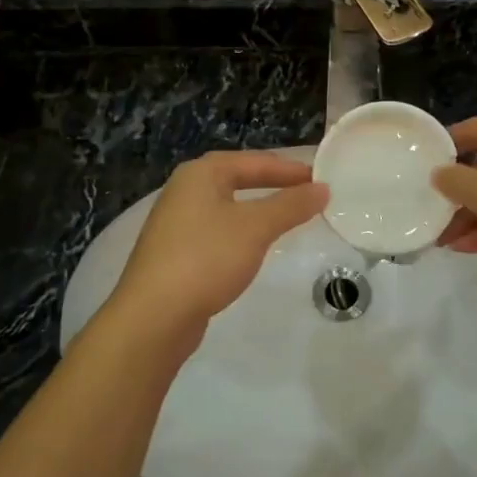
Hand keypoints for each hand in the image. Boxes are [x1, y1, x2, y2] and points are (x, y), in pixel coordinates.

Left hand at [107, 151, 326, 350]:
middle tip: (305, 192)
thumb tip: (322, 189)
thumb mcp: (255, 228)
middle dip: (271, 184)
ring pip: (225, 206)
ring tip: (285, 217)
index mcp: (200, 174)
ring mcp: (175, 223)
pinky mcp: (174, 253)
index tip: (319, 178)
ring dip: (256, 208)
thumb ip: (290, 205)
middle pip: (235, 178)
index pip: (253, 161)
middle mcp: (183, 191)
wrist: (154, 315)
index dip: (288, 169)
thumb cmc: (207, 258)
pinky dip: (239, 231)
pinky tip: (252, 247)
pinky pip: (216, 231)